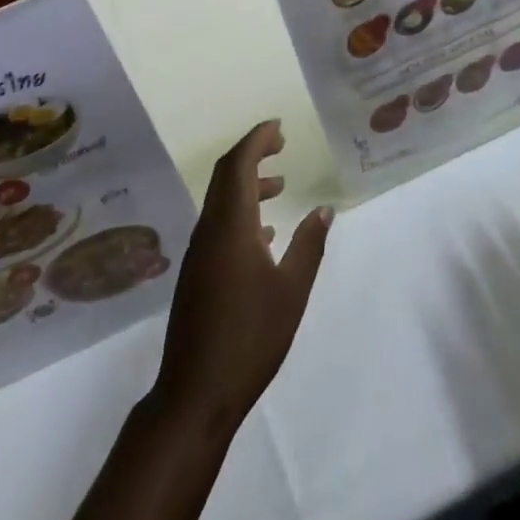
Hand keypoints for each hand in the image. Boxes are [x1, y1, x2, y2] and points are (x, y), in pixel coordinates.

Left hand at [152, 121, 332, 436]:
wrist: (196, 393)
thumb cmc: (251, 338)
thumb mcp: (291, 291)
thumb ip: (309, 245)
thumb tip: (324, 208)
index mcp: (231, 226)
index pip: (239, 165)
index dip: (257, 140)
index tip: (278, 127)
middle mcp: (209, 229)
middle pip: (226, 175)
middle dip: (252, 153)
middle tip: (281, 145)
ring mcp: (199, 251)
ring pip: (221, 200)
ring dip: (248, 184)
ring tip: (280, 186)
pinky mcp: (197, 272)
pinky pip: (218, 223)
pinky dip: (241, 212)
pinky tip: (264, 233)